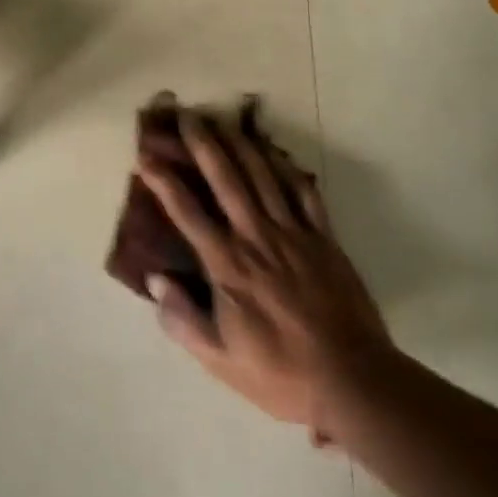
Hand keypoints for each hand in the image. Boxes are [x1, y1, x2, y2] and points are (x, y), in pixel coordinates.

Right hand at [136, 111, 395, 437]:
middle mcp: (257, 239)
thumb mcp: (221, 360)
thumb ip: (183, 319)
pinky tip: (274, 152)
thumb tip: (156, 279)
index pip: (188, 213)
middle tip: (188, 116)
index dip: (164, 181)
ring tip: (224, 121)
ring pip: (263, 177)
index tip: (146, 156)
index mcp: (228, 267)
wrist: (351, 380)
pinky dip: (287, 168)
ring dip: (241, 145)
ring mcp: (294, 234)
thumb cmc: (280, 374)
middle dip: (203, 144)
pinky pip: (304, 192)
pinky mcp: (323, 237)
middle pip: (226, 180)